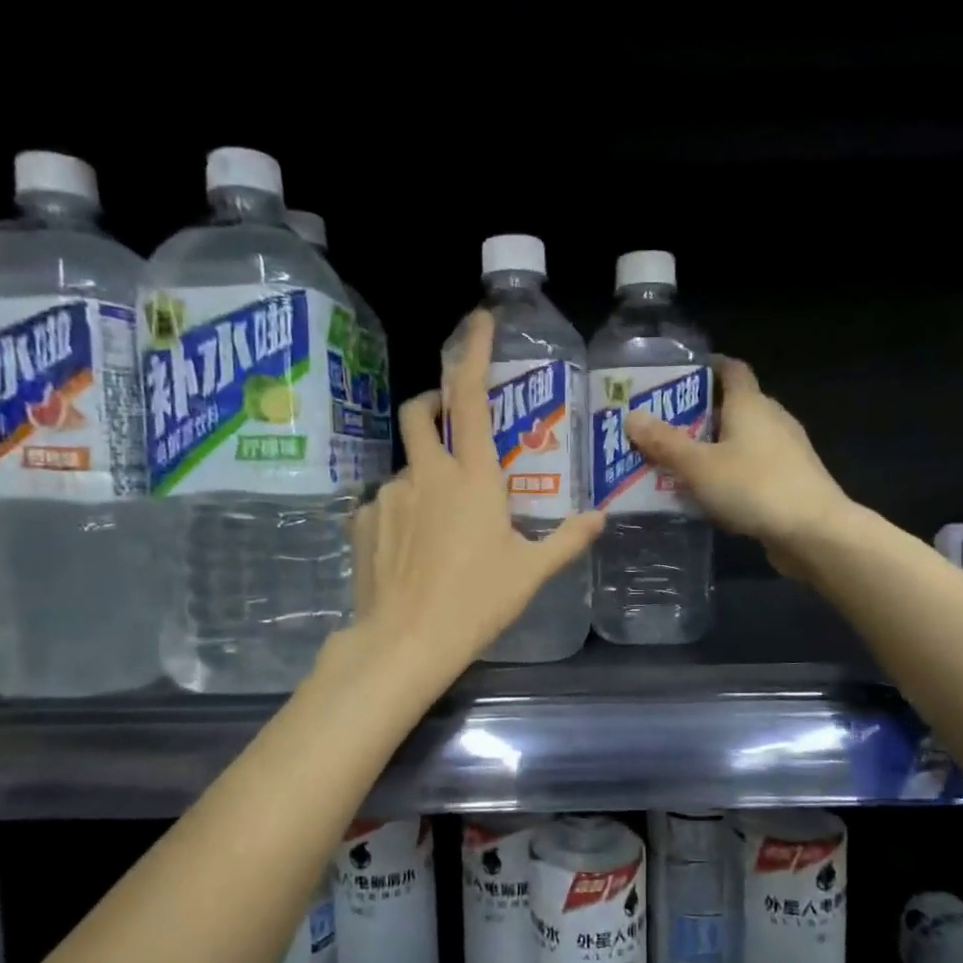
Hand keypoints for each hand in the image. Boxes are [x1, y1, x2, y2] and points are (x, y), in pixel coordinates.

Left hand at [350, 312, 602, 679]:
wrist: (406, 642)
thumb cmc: (477, 602)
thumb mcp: (531, 571)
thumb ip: (568, 540)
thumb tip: (600, 518)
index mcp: (472, 478)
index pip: (470, 399)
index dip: (474, 353)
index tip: (479, 321)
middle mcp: (426, 474)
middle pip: (420, 412)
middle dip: (433, 401)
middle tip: (450, 419)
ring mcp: (389, 496)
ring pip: (407, 467)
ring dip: (425, 475)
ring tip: (442, 523)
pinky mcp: (363, 522)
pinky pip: (386, 503)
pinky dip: (404, 511)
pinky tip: (413, 549)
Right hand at [625, 356, 849, 574]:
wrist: (814, 532)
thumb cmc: (754, 487)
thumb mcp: (699, 466)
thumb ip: (665, 443)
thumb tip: (632, 416)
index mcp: (751, 404)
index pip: (731, 369)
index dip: (707, 367)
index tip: (678, 377)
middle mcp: (772, 419)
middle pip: (733, 406)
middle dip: (699, 415)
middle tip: (662, 428)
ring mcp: (786, 451)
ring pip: (742, 441)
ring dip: (713, 448)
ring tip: (677, 464)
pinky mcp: (790, 480)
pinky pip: (752, 468)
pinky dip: (729, 474)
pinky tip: (709, 495)